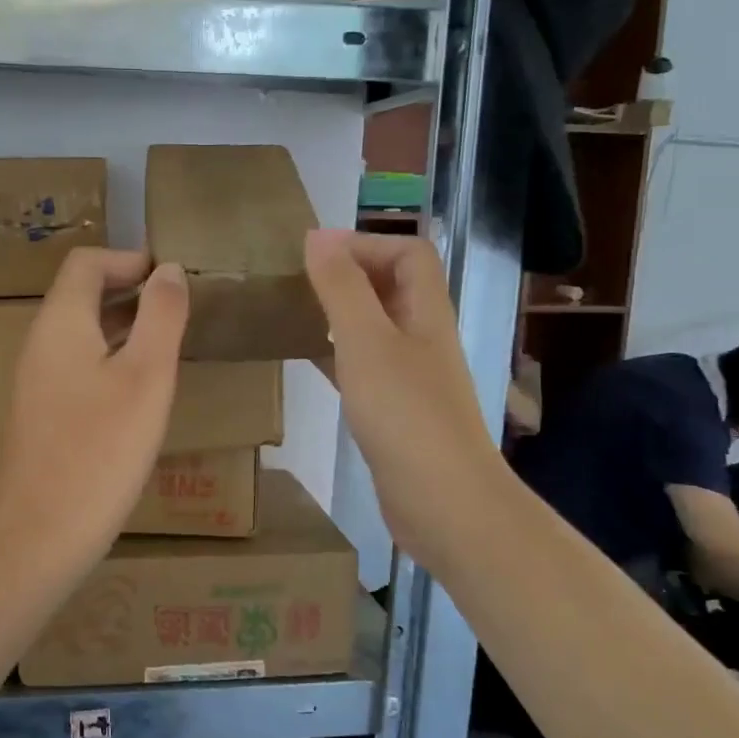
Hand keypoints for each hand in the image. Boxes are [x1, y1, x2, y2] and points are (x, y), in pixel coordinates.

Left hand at [0, 249, 188, 584]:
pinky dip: (110, 361)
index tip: (169, 278)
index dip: (128, 259)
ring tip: (168, 346)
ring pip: (81, 335)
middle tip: (179, 311)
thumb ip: (160, 316)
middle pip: (81, 296)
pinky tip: (139, 393)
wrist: (39, 533)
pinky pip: (77, 368)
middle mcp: (40, 344)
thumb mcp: (146, 376)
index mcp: (60, 323)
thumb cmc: (100, 450)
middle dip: (129, 292)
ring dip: (123, 328)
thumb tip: (166, 269)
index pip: (86, 263)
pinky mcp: (41, 415)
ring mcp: (36, 382)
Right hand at [305, 229, 500, 564]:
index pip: (409, 253)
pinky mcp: (396, 411)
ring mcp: (412, 377)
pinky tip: (307, 360)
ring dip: (341, 313)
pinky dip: (337, 354)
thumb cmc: (405, 415)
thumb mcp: (366, 342)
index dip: (366, 243)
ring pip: (376, 327)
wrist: (442, 501)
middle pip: (393, 287)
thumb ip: (342, 288)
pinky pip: (364, 367)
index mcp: (426, 313)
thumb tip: (318, 235)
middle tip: (299, 281)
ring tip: (296, 312)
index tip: (314, 254)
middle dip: (350, 274)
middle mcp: (423, 338)